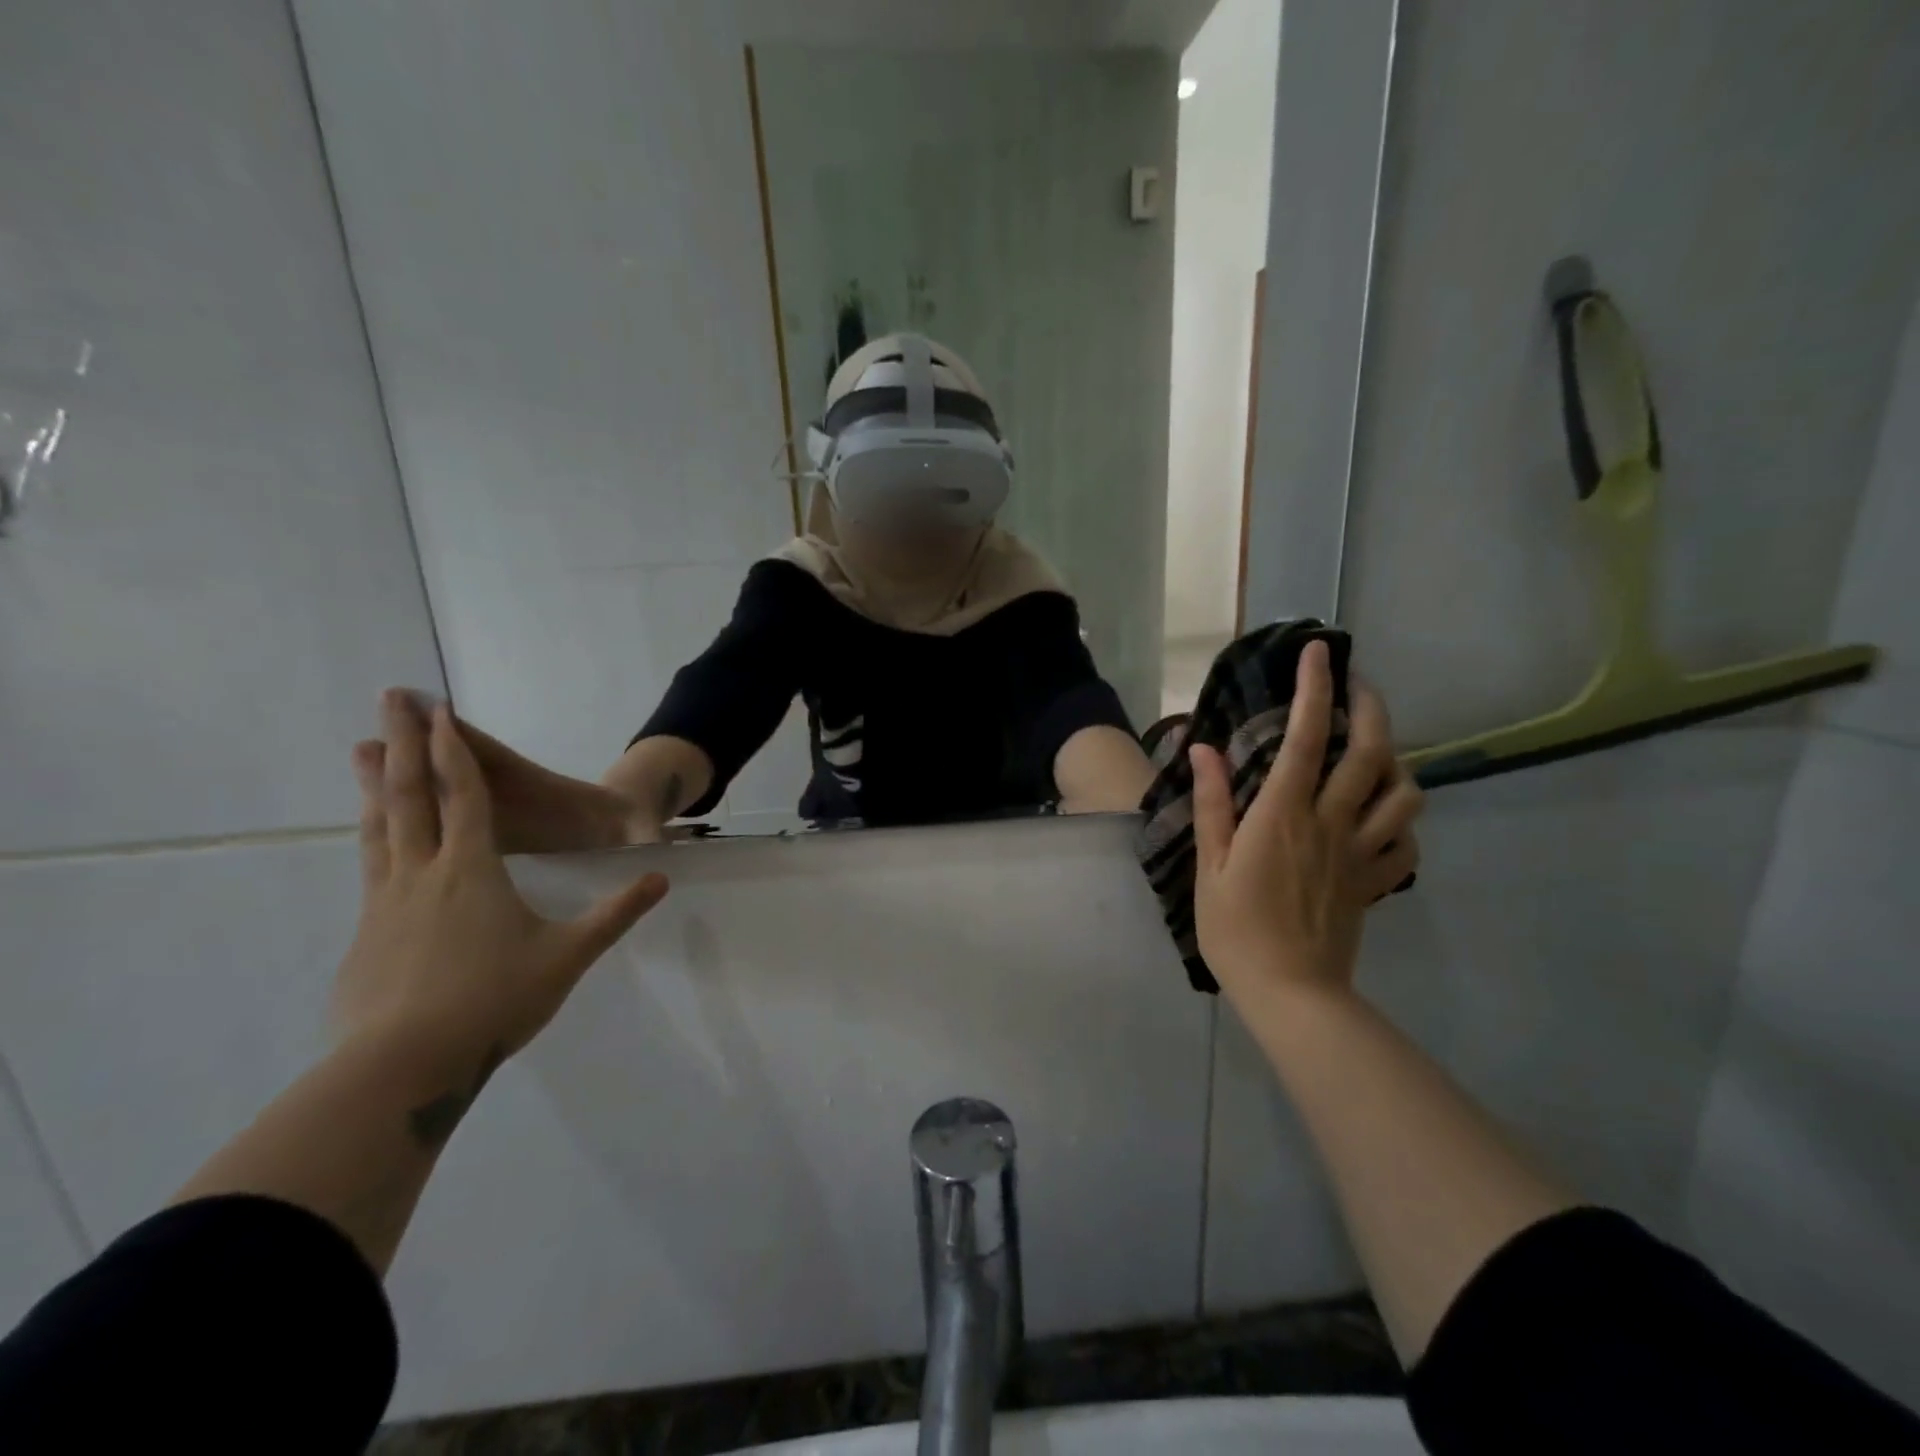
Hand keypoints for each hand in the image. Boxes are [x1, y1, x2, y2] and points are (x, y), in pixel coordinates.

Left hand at [334, 691, 670, 1065]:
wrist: (403, 1067)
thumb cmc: (495, 1000)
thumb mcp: (569, 955)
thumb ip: (616, 913)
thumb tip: (660, 880)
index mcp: (472, 870)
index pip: (464, 795)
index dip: (454, 750)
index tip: (438, 711)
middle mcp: (422, 873)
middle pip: (409, 796)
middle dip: (404, 744)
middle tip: (387, 700)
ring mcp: (385, 903)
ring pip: (379, 828)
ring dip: (374, 784)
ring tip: (361, 751)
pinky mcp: (365, 935)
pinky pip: (370, 868)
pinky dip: (371, 837)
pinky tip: (371, 841)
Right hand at [1189, 641, 1422, 1004]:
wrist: (1290, 992)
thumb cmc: (1236, 929)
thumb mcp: (1209, 866)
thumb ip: (1213, 804)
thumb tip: (1204, 750)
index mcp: (1283, 815)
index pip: (1307, 738)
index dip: (1314, 689)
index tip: (1319, 651)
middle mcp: (1331, 823)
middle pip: (1371, 752)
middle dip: (1371, 706)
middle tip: (1359, 685)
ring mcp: (1362, 853)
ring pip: (1405, 792)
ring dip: (1397, 760)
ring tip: (1376, 749)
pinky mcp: (1377, 882)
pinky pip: (1407, 841)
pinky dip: (1404, 818)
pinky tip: (1386, 814)